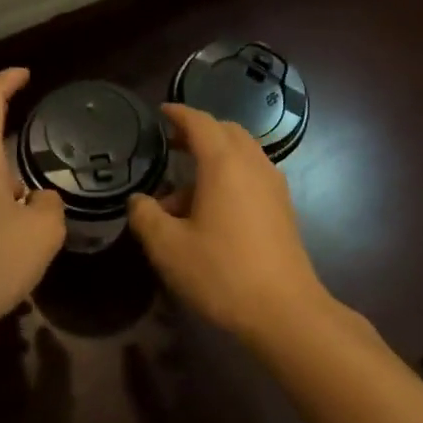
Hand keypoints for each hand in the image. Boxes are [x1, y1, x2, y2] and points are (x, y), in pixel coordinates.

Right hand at [127, 104, 335, 344]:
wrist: (284, 310)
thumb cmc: (221, 273)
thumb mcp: (169, 248)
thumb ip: (146, 217)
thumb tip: (139, 201)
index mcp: (224, 164)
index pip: (200, 122)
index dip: (179, 114)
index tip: (161, 112)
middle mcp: (253, 165)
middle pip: (226, 132)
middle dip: (199, 132)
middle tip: (172, 144)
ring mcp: (273, 186)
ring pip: (242, 154)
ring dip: (214, 158)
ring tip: (183, 189)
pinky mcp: (283, 208)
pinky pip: (253, 175)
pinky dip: (230, 175)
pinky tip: (212, 208)